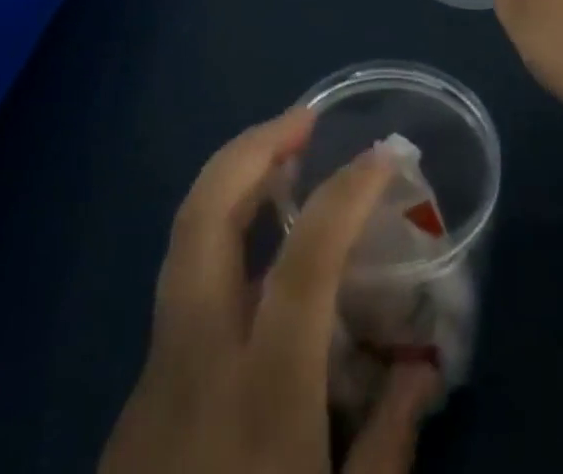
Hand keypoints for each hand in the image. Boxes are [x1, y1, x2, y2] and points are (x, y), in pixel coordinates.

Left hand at [102, 109, 438, 473]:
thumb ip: (388, 447)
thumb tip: (424, 372)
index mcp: (258, 394)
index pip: (303, 258)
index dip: (346, 190)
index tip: (384, 153)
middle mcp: (195, 361)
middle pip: (202, 218)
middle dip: (250, 149)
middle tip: (303, 121)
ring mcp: (155, 373)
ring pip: (182, 242)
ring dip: (232, 183)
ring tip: (284, 161)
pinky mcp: (138, 396)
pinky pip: (184, 289)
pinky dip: (223, 242)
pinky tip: (262, 263)